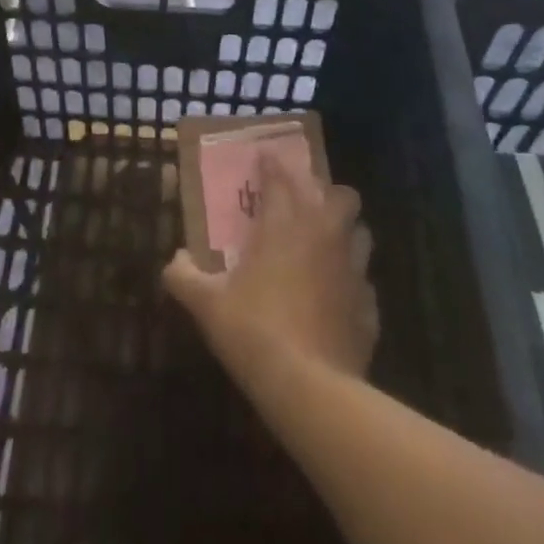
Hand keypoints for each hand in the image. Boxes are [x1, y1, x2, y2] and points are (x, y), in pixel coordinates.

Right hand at [164, 153, 377, 387]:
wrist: (309, 386)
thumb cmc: (252, 330)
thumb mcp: (205, 303)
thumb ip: (184, 275)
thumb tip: (174, 260)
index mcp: (284, 226)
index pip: (281, 179)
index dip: (272, 165)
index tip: (266, 157)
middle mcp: (324, 238)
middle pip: (342, 196)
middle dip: (326, 193)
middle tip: (305, 206)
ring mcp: (353, 272)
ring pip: (362, 233)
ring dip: (346, 232)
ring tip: (326, 246)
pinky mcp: (369, 307)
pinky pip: (364, 283)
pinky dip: (351, 283)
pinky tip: (334, 297)